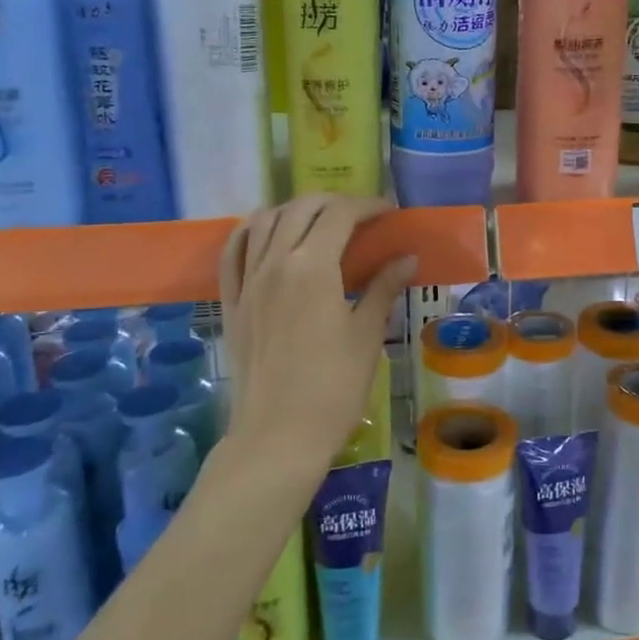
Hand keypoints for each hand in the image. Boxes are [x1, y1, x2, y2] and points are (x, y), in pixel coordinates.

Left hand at [217, 196, 415, 476]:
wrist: (277, 436)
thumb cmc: (333, 388)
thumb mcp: (367, 335)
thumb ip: (384, 288)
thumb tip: (407, 257)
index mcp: (312, 267)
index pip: (339, 215)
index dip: (367, 206)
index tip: (388, 213)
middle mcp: (274, 262)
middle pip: (300, 208)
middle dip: (333, 202)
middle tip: (361, 218)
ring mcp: (247, 281)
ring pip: (264, 221)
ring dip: (294, 210)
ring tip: (319, 222)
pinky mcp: (231, 302)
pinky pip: (233, 251)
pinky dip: (251, 231)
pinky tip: (266, 233)